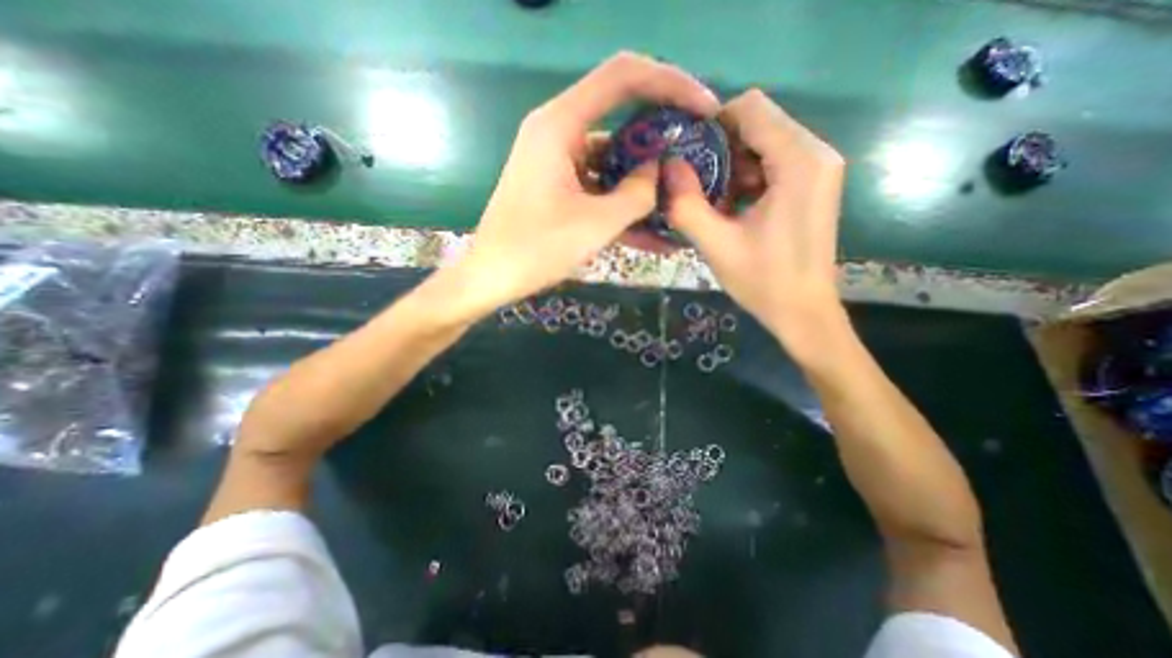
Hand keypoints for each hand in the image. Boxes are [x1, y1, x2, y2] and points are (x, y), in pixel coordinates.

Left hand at [453, 51, 719, 313]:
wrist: (492, 277)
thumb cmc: (536, 249)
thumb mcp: (596, 224)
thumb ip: (636, 194)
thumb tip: (657, 173)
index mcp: (560, 125)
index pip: (624, 77)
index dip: (670, 83)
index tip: (705, 109)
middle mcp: (558, 133)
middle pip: (622, 118)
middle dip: (662, 140)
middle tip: (696, 160)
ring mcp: (558, 163)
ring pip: (613, 161)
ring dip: (645, 184)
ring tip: (681, 204)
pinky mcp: (559, 188)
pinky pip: (599, 187)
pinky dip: (623, 205)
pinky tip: (653, 233)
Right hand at [664, 86, 848, 359]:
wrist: (803, 312)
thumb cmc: (763, 281)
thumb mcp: (717, 245)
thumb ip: (687, 205)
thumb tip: (666, 166)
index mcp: (798, 162)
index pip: (751, 108)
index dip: (713, 124)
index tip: (687, 155)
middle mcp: (817, 153)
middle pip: (760, 122)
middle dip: (721, 147)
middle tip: (696, 182)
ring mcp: (820, 168)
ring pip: (766, 141)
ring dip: (733, 164)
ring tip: (712, 199)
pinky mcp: (814, 184)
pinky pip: (776, 161)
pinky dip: (748, 175)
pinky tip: (733, 206)